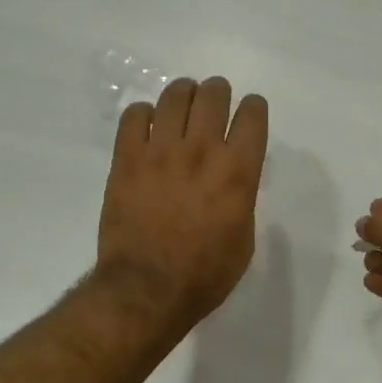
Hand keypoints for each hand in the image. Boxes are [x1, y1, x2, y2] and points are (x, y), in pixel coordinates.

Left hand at [96, 76, 268, 335]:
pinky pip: (134, 115)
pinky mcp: (126, 159)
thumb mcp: (244, 238)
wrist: (147, 290)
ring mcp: (160, 151)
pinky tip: (147, 128)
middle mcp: (202, 151)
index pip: (252, 115)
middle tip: (214, 102)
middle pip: (213, 94)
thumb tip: (232, 178)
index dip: (254, 108)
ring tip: (182, 105)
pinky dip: (144, 114)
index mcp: (238, 171)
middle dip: (218, 92)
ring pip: (174, 96)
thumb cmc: (205, 274)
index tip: (250, 113)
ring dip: (184, 94)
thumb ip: (242, 197)